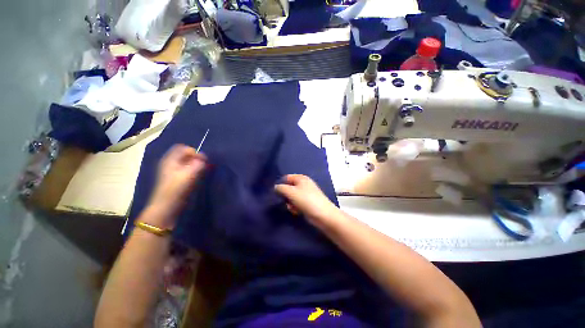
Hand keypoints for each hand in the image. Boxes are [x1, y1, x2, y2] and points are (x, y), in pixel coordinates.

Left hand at [148, 145, 206, 225]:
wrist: (166, 207)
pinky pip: (188, 169)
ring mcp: (174, 171)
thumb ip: (198, 164)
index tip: (201, 160)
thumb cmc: (176, 189)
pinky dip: (194, 171)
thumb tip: (204, 157)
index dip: (193, 152)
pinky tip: (197, 177)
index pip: (183, 148)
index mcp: (170, 160)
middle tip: (203, 166)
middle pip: (186, 155)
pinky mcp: (178, 179)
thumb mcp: (188, 175)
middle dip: (196, 159)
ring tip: (201, 172)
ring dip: (196, 165)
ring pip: (188, 163)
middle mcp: (171, 163)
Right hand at [275, 174, 339, 224]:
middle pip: (289, 188)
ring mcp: (306, 194)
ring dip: (290, 203)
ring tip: (292, 207)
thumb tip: (275, 187)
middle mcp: (304, 184)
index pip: (287, 178)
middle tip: (285, 201)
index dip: (281, 184)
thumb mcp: (291, 192)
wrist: (323, 215)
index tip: (276, 192)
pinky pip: (297, 203)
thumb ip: (281, 188)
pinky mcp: (307, 203)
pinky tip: (296, 211)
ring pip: (292, 197)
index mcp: (301, 178)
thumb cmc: (306, 200)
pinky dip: (295, 207)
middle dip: (286, 195)